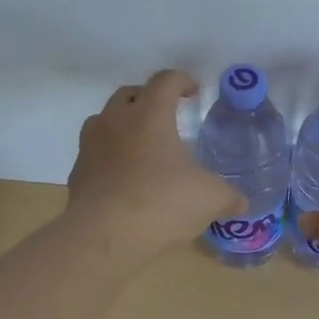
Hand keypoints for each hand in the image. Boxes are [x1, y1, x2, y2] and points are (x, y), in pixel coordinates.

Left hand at [65, 69, 243, 264]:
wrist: (103, 237)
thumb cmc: (161, 203)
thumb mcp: (208, 199)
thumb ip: (228, 196)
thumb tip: (241, 203)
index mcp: (149, 115)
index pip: (165, 80)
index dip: (182, 81)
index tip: (193, 91)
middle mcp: (115, 121)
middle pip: (129, 95)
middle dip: (148, 100)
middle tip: (166, 117)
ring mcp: (90, 146)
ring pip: (104, 121)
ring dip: (123, 126)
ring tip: (141, 147)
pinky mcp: (77, 174)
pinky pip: (94, 154)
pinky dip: (109, 158)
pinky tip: (123, 180)